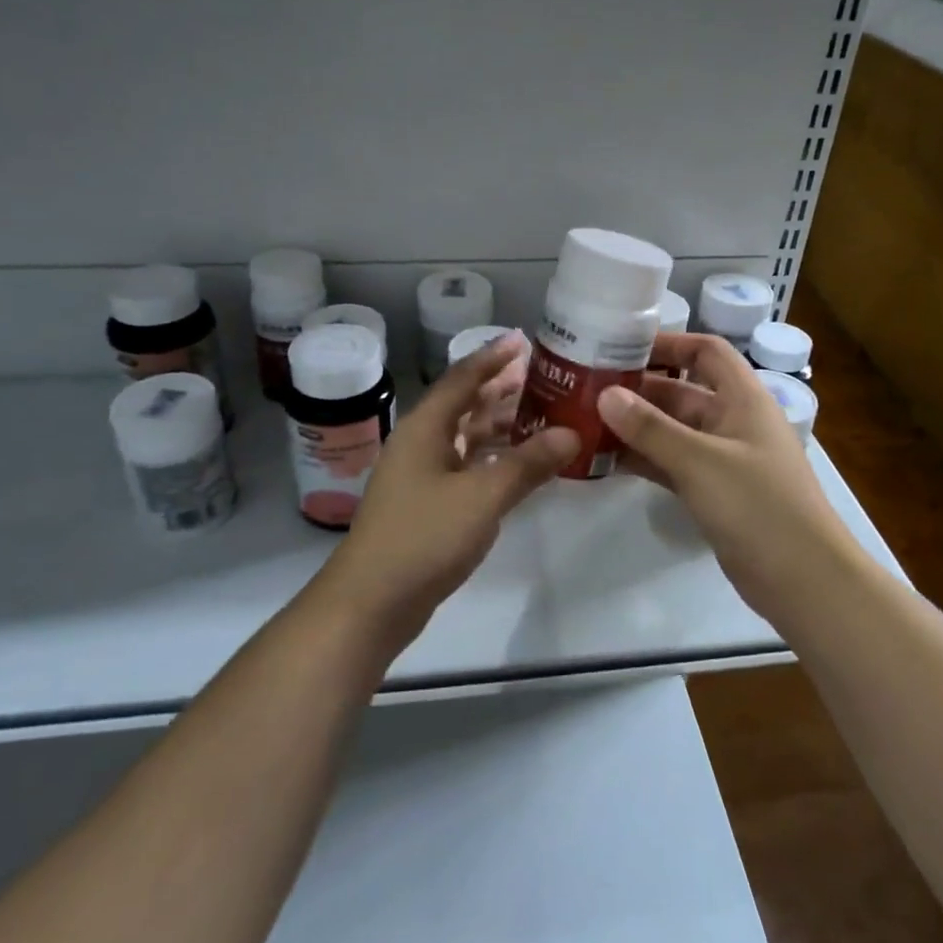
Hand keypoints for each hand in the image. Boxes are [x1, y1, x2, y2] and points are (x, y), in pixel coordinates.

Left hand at [318, 332, 577, 639]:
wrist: (371, 602)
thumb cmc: (424, 537)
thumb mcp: (482, 497)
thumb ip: (528, 464)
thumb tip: (571, 433)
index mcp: (425, 428)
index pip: (463, 378)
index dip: (493, 357)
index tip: (524, 339)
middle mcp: (421, 443)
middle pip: (465, 405)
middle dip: (502, 390)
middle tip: (544, 378)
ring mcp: (422, 475)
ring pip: (467, 438)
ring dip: (501, 426)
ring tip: (543, 417)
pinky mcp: (428, 505)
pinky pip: (467, 467)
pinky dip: (494, 460)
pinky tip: (521, 465)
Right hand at [598, 334, 850, 624]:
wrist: (803, 580)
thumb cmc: (758, 505)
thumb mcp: (700, 461)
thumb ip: (651, 428)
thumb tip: (605, 394)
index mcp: (743, 398)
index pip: (705, 351)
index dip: (668, 343)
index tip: (621, 347)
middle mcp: (733, 421)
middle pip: (681, 392)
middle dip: (638, 390)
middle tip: (586, 390)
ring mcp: (723, 459)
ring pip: (672, 431)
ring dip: (636, 427)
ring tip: (586, 423)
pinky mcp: (713, 492)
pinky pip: (672, 464)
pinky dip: (645, 459)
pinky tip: (607, 460)